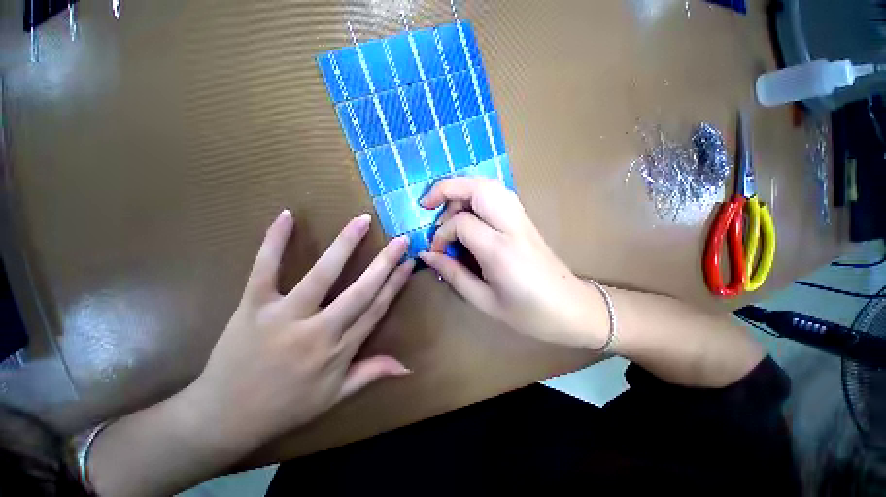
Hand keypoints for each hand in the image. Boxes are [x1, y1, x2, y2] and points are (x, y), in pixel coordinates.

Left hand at [182, 210, 413, 452]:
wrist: (223, 418)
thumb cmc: (285, 407)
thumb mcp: (335, 396)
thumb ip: (372, 373)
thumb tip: (408, 366)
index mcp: (340, 350)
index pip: (377, 308)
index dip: (395, 283)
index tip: (409, 263)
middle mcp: (319, 331)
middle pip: (360, 290)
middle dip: (384, 262)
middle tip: (400, 239)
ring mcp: (284, 316)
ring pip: (321, 275)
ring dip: (344, 245)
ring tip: (362, 220)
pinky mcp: (252, 307)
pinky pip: (265, 269)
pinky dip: (274, 242)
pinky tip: (287, 216)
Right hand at [419, 178, 607, 349]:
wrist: (571, 308)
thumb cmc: (528, 313)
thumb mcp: (484, 300)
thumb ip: (453, 274)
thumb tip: (427, 255)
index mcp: (500, 250)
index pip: (462, 223)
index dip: (442, 234)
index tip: (436, 251)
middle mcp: (512, 225)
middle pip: (478, 187)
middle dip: (447, 189)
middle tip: (427, 205)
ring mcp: (522, 218)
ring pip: (489, 185)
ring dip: (462, 189)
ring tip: (446, 208)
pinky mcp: (525, 219)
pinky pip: (497, 194)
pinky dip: (476, 194)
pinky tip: (467, 212)